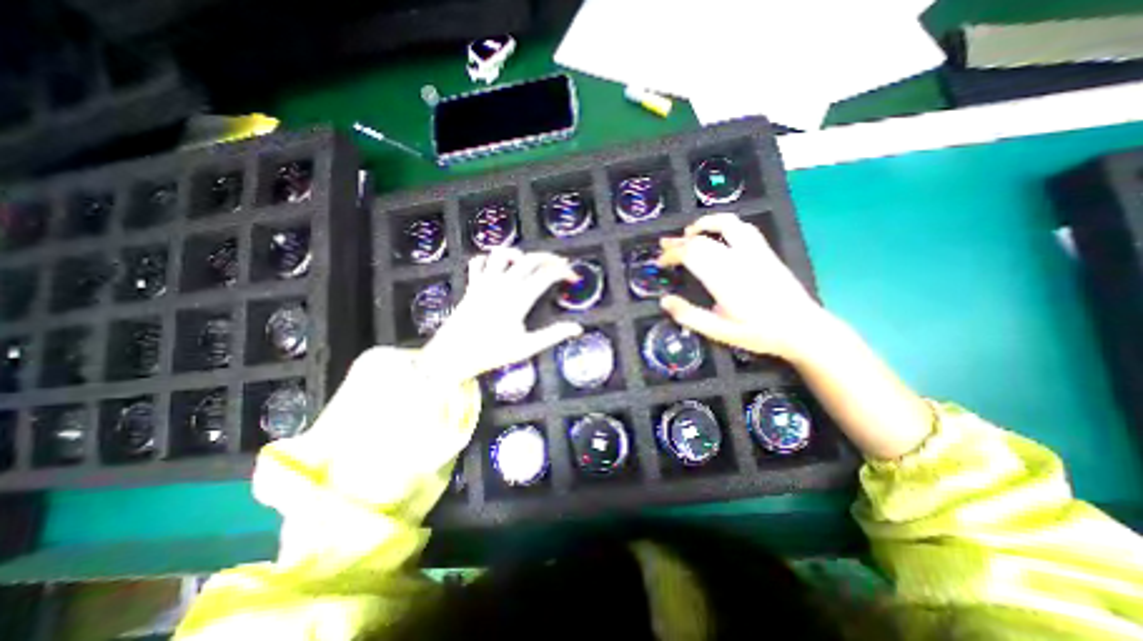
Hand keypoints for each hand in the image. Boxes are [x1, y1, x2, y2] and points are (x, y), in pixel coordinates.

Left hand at [419, 249, 583, 383]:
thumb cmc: (491, 353)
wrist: (452, 355)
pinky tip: (497, 268)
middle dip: (549, 257)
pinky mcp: (472, 285)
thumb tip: (577, 329)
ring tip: (527, 263)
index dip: (564, 272)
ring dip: (518, 254)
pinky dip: (489, 260)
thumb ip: (552, 335)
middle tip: (560, 264)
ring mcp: (485, 282)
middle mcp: (503, 284)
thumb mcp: (526, 347)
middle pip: (530, 259)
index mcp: (519, 298)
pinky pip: (478, 262)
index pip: (547, 275)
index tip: (573, 277)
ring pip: (502, 254)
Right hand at [662, 210, 832, 356]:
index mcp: (723, 278)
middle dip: (679, 241)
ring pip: (726, 224)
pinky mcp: (765, 251)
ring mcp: (754, 252)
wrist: (802, 328)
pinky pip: (743, 228)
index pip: (690, 254)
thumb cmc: (758, 333)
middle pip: (702, 239)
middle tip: (664, 246)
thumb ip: (689, 315)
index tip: (660, 262)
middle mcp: (737, 258)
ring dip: (703, 224)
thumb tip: (664, 301)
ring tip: (689, 232)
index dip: (671, 254)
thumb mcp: (719, 331)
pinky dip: (725, 225)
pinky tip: (719, 233)